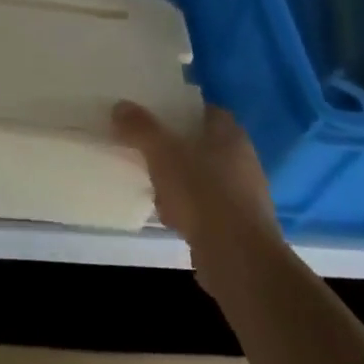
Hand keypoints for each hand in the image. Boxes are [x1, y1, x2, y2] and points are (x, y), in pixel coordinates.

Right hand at [111, 102, 279, 283]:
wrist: (238, 257)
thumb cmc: (202, 192)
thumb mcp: (163, 153)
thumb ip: (141, 128)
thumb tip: (120, 106)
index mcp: (230, 135)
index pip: (207, 111)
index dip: (181, 110)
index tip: (156, 114)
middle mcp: (243, 161)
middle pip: (203, 145)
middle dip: (176, 149)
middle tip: (148, 151)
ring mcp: (244, 195)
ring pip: (204, 178)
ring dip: (180, 183)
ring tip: (154, 188)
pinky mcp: (239, 226)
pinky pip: (207, 208)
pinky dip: (189, 210)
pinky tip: (171, 219)